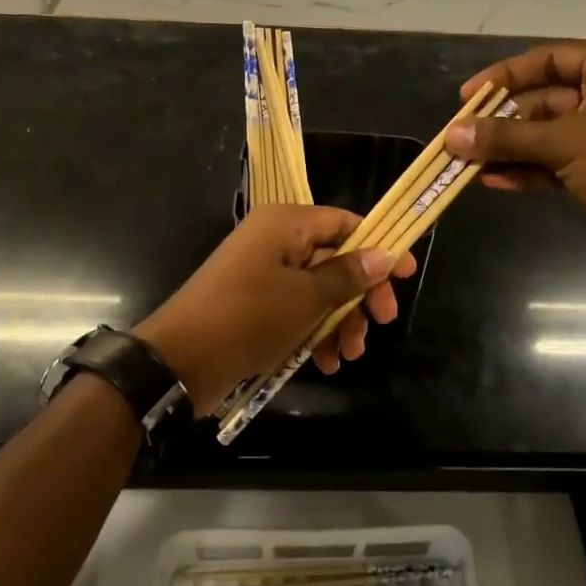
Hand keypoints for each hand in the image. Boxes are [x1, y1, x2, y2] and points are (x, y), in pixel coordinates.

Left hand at [134, 205, 418, 410]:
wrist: (180, 361)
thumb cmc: (249, 317)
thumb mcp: (307, 297)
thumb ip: (348, 275)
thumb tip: (384, 254)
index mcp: (286, 225)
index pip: (344, 222)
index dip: (378, 246)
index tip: (405, 274)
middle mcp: (275, 242)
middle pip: (335, 259)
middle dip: (359, 295)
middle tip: (382, 323)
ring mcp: (263, 275)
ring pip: (318, 290)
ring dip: (339, 321)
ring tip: (349, 355)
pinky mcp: (255, 305)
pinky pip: (296, 310)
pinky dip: (314, 332)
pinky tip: (325, 363)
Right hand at [444, 41, 585, 281]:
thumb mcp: (563, 142)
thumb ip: (504, 137)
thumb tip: (451, 136)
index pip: (548, 59)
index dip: (504, 76)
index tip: (467, 97)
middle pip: (544, 99)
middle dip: (502, 121)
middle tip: (462, 137)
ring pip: (548, 134)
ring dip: (510, 148)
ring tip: (468, 164)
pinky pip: (557, 161)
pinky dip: (528, 169)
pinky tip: (493, 181)